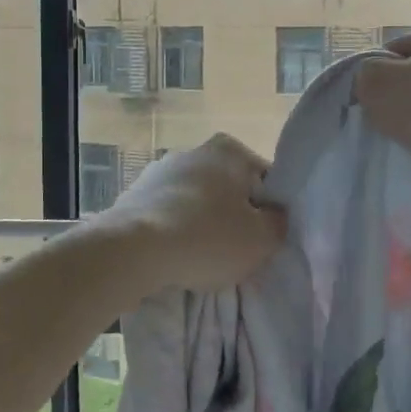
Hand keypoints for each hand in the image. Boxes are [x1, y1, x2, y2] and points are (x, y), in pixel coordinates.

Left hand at [97, 133, 287, 291]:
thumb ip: (278, 223)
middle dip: (233, 216)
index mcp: (229, 150)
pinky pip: (167, 216)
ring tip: (203, 261)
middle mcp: (193, 151)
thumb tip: (274, 216)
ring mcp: (158, 172)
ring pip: (195, 203)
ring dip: (201, 226)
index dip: (270, 211)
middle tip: (237, 253)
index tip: (265, 239)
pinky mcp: (133, 196)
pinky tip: (174, 258)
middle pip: (228, 190)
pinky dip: (174, 233)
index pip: (265, 180)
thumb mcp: (262, 239)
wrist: (132, 251)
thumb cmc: (206, 238)